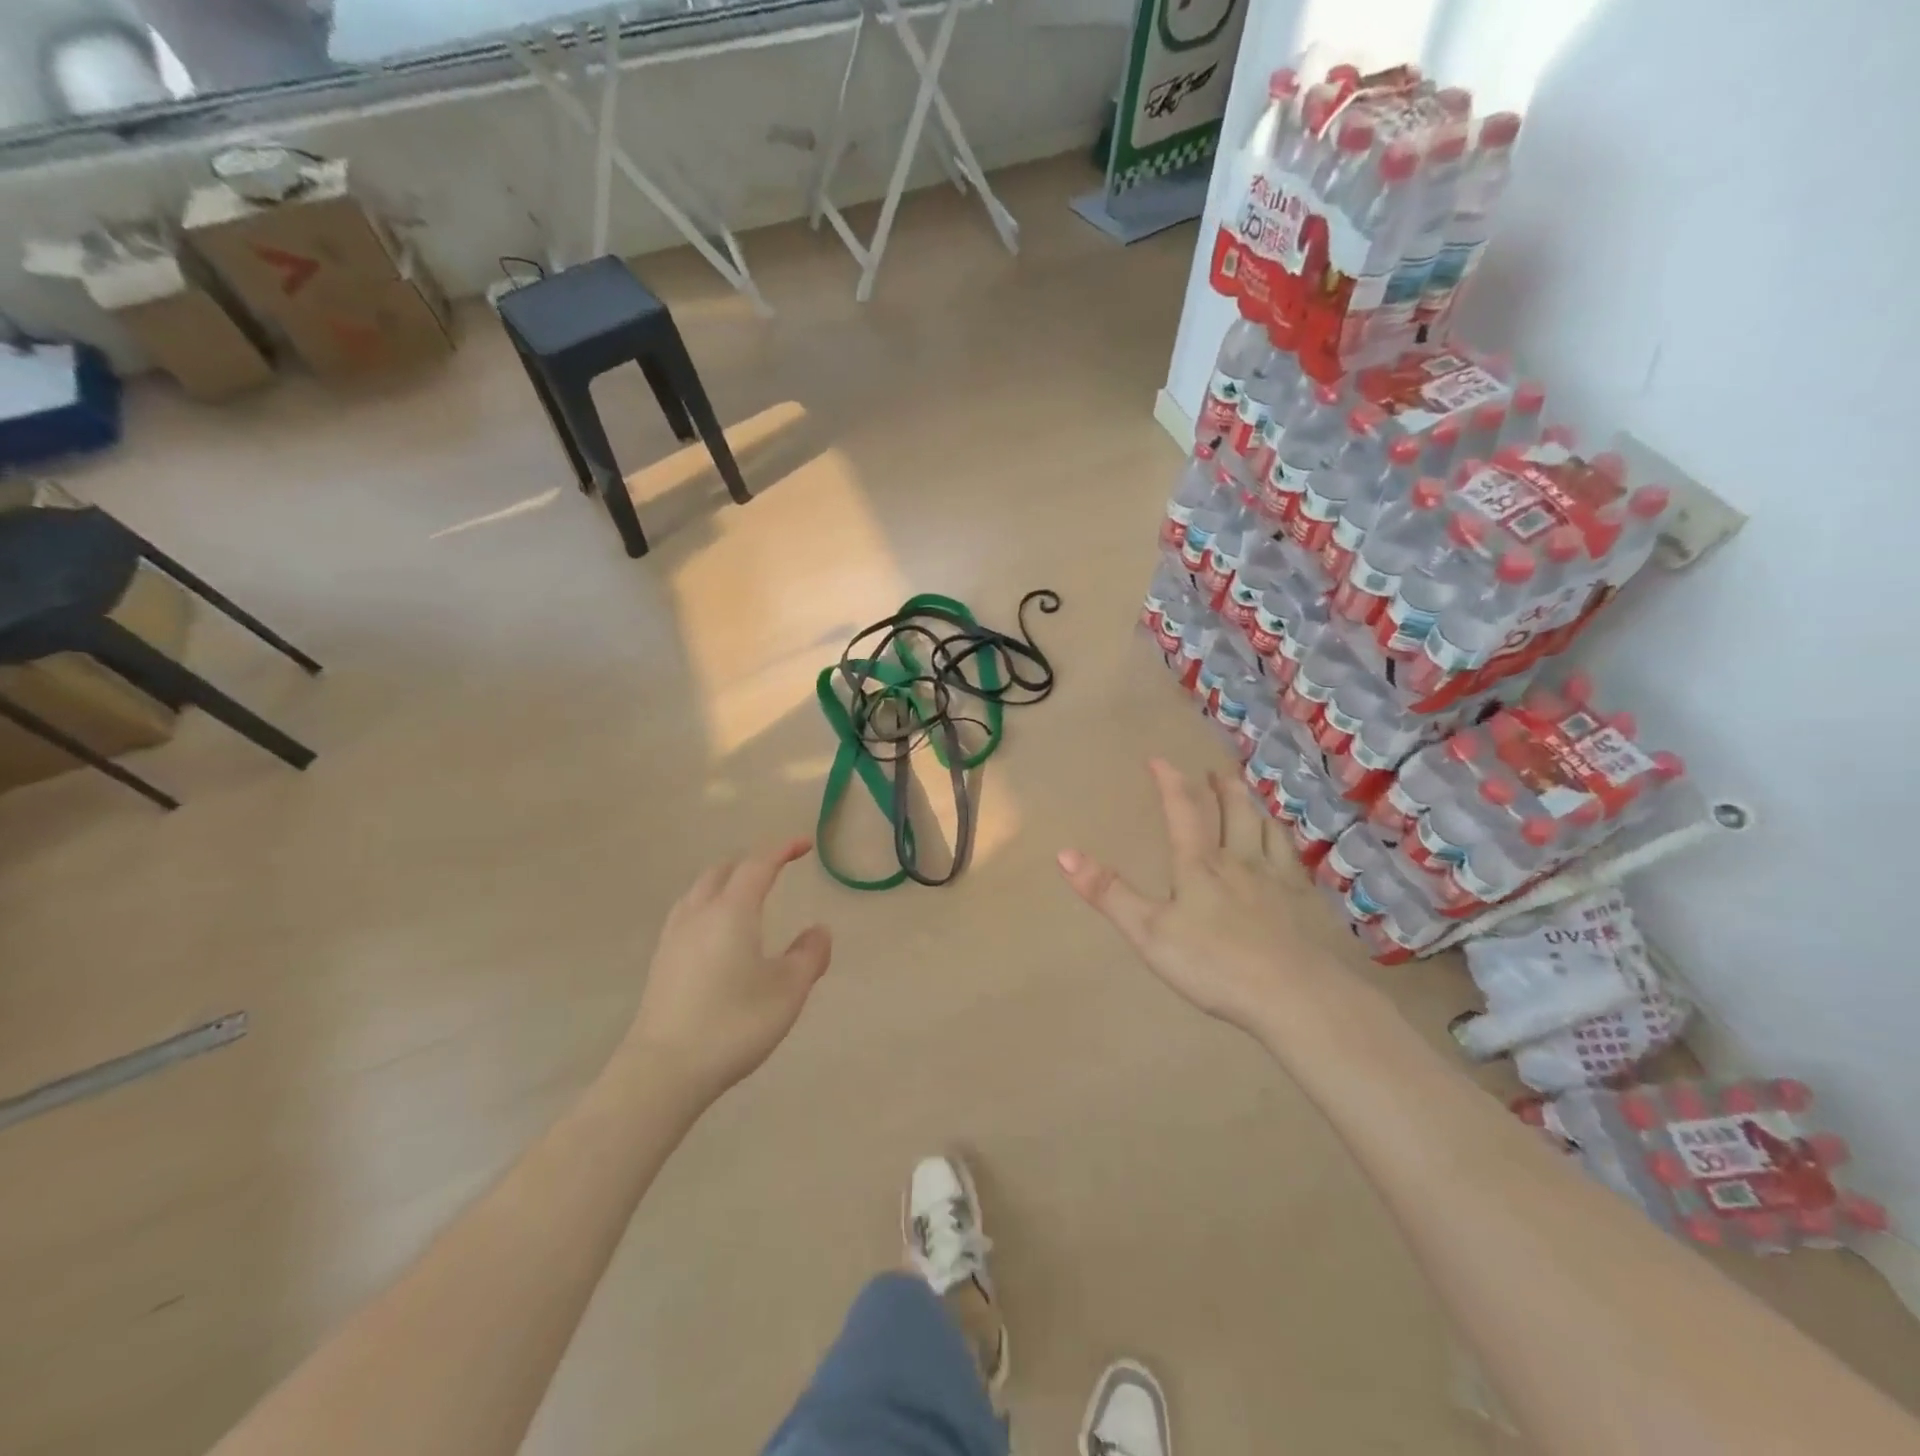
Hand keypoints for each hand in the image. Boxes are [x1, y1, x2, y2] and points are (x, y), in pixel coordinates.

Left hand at [623, 837, 832, 1101]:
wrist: (664, 1070)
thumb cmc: (734, 1023)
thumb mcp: (788, 991)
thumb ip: (809, 955)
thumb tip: (819, 930)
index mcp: (732, 911)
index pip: (758, 865)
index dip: (782, 850)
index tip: (804, 845)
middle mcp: (699, 913)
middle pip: (723, 871)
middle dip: (751, 862)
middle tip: (776, 869)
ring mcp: (674, 937)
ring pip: (699, 890)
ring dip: (725, 881)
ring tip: (745, 894)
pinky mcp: (661, 961)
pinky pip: (686, 913)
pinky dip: (707, 904)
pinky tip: (714, 930)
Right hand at [1056, 758, 1342, 1036]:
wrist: (1297, 996)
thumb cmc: (1214, 964)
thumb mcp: (1148, 931)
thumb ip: (1108, 893)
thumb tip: (1064, 853)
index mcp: (1200, 866)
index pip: (1183, 810)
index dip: (1170, 782)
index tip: (1159, 759)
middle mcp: (1241, 861)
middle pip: (1233, 812)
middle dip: (1221, 788)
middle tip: (1215, 771)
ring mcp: (1279, 880)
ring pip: (1267, 830)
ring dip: (1255, 808)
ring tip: (1249, 799)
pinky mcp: (1307, 904)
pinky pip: (1295, 860)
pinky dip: (1286, 844)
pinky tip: (1288, 853)